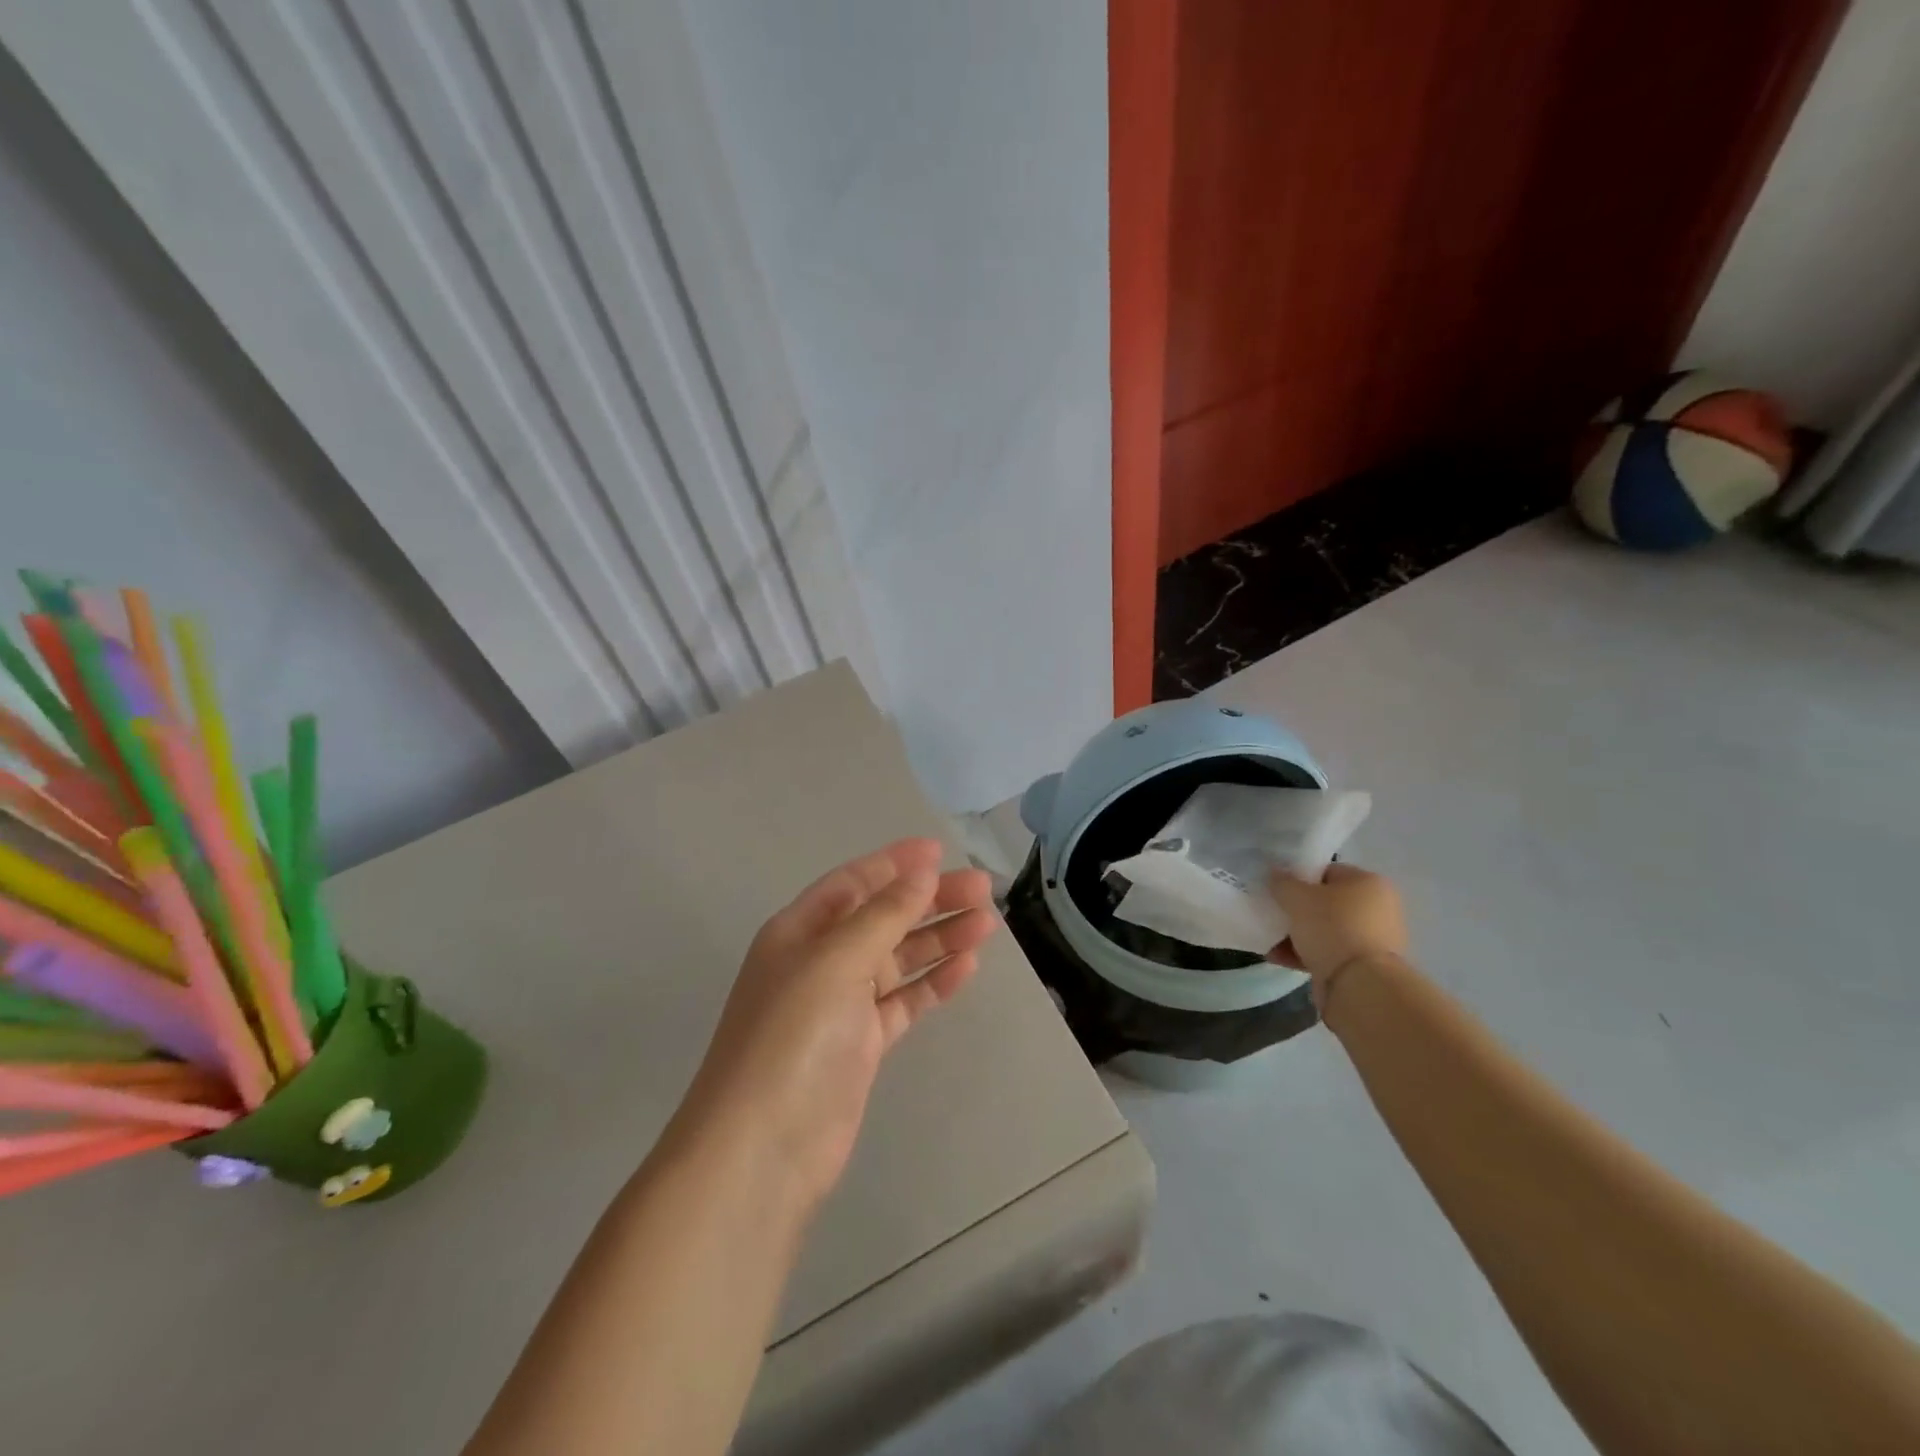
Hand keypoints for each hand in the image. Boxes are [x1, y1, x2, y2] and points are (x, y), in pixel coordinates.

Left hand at [677, 838, 996, 1217]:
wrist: (763, 1148)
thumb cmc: (792, 1036)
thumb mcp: (835, 961)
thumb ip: (883, 915)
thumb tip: (922, 873)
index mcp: (800, 930)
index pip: (854, 882)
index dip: (895, 864)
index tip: (940, 851)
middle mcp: (820, 961)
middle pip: (883, 917)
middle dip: (930, 900)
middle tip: (983, 889)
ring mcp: (842, 1004)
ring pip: (899, 958)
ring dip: (940, 939)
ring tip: (987, 924)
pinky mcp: (862, 1044)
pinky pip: (904, 1001)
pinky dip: (934, 983)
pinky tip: (967, 968)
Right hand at [1268, 863, 1407, 1006]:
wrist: (1359, 985)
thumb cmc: (1332, 928)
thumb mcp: (1297, 897)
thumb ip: (1282, 882)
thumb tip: (1274, 874)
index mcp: (1369, 883)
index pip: (1327, 871)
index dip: (1299, 878)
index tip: (1277, 889)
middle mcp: (1378, 908)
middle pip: (1326, 903)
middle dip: (1297, 910)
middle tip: (1273, 913)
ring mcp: (1373, 940)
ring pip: (1325, 930)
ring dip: (1297, 934)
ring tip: (1270, 940)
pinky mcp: (1365, 968)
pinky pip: (1329, 953)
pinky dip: (1305, 954)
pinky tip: (1278, 957)